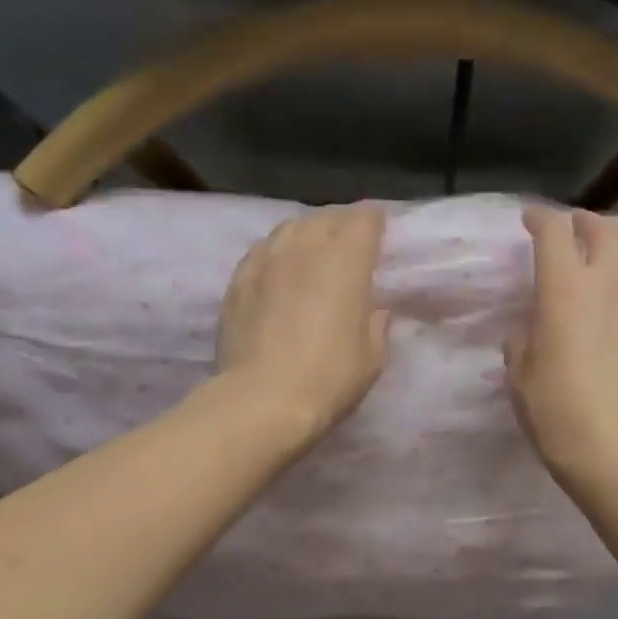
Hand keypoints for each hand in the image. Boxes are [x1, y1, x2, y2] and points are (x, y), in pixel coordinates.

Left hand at [217, 204, 391, 445]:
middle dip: (341, 225)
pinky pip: (262, 251)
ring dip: (307, 234)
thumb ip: (375, 324)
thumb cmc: (328, 379)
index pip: (363, 219)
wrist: (262, 401)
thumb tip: (373, 309)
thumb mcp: (372, 357)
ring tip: (313, 253)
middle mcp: (304, 248)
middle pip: (325, 217)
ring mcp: (265, 261)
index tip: (381, 234)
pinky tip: (278, 271)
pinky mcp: (237, 281)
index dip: (375, 222)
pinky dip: (277, 254)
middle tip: (350, 246)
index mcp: (345, 260)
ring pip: (289, 228)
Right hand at [505, 206, 617, 479]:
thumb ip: (522, 341)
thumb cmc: (556, 409)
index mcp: (564, 287)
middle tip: (576, 229)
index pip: (553, 233)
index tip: (531, 220)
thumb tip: (530, 331)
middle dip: (585, 223)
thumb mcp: (519, 375)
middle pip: (603, 230)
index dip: (541, 219)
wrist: (616, 443)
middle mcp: (610, 280)